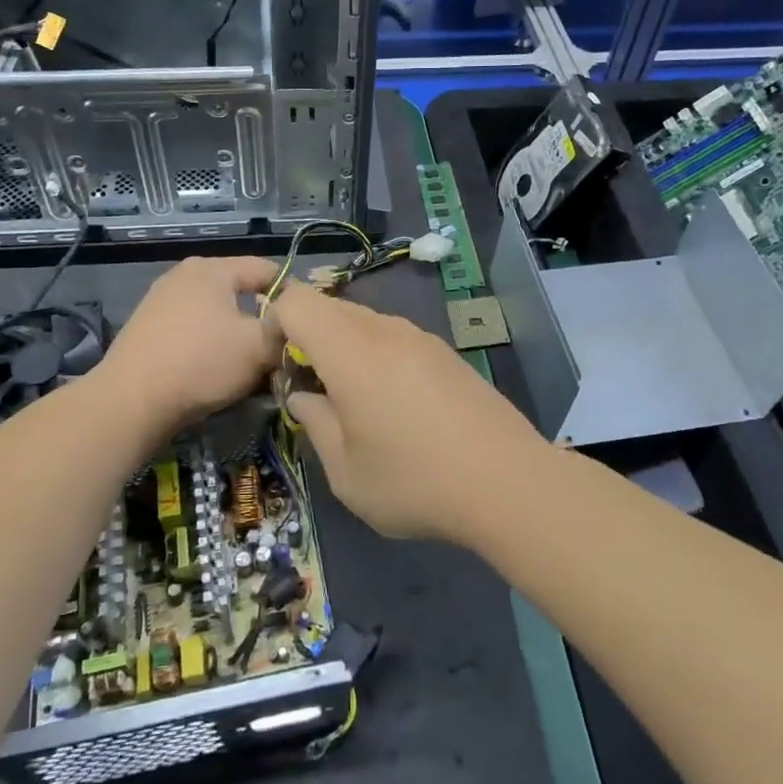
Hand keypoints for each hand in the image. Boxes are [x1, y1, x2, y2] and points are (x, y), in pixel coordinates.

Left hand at [97, 257, 280, 434]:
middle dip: (263, 319)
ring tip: (251, 367)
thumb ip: (286, 330)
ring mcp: (161, 300)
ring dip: (238, 337)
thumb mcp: (258, 347)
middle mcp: (185, 275)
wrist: (130, 402)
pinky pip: (194, 330)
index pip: (268, 270)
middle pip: (241, 292)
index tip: (306, 327)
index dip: (293, 296)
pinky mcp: (148, 328)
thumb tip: (297, 326)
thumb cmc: (201, 363)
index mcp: (213, 268)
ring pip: (218, 314)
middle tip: (280, 350)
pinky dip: (211, 346)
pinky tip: (216, 372)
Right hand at [267, 282, 550, 542]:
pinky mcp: (445, 353)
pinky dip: (376, 356)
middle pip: (330, 308)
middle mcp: (385, 330)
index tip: (279, 367)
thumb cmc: (414, 481)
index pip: (296, 301)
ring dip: (344, 348)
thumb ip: (314, 422)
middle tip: (313, 390)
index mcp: (350, 350)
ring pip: (364, 322)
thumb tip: (304, 395)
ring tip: (355, 403)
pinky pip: (395, 338)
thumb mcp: (345, 471)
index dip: (274, 324)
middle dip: (308, 338)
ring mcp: (420, 338)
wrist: (508, 482)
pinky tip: (394, 405)